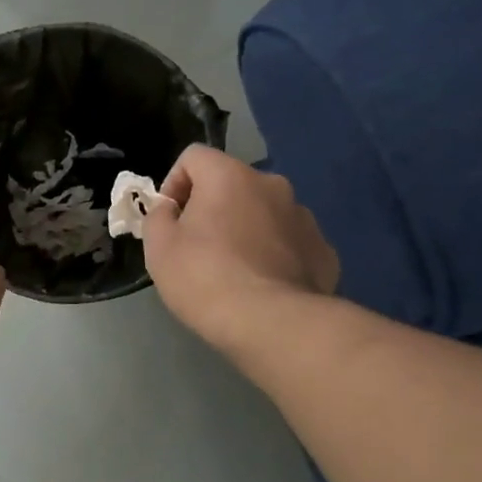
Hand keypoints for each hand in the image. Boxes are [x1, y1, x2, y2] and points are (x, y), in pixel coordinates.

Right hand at [143, 146, 338, 348]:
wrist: (273, 325)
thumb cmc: (206, 278)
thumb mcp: (159, 247)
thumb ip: (158, 216)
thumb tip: (170, 210)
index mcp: (230, 175)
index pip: (194, 156)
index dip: (174, 183)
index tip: (170, 219)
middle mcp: (272, 185)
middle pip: (232, 184)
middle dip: (213, 207)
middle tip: (199, 247)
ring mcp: (304, 217)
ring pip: (264, 213)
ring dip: (246, 229)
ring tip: (234, 270)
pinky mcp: (323, 250)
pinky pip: (289, 242)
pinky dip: (274, 254)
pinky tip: (264, 285)